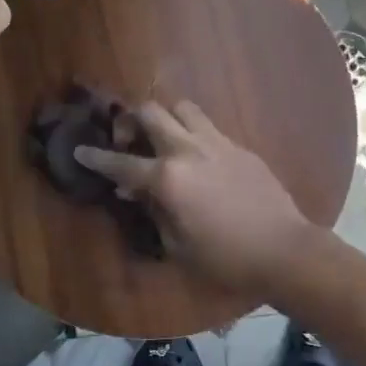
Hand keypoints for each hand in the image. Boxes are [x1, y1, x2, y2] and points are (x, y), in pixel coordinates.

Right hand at [74, 101, 316, 295]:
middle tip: (128, 141)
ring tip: (164, 139)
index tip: (80, 150)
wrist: (284, 251)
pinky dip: (193, 133)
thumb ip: (152, 210)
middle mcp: (188, 150)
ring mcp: (217, 143)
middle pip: (151, 112)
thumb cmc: (225, 258)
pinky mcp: (240, 146)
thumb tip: (133, 191)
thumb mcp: (176, 244)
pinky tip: (197, 156)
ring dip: (166, 117)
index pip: (121, 163)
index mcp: (167, 178)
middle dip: (131, 121)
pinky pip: (208, 126)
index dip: (96, 158)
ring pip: (183, 108)